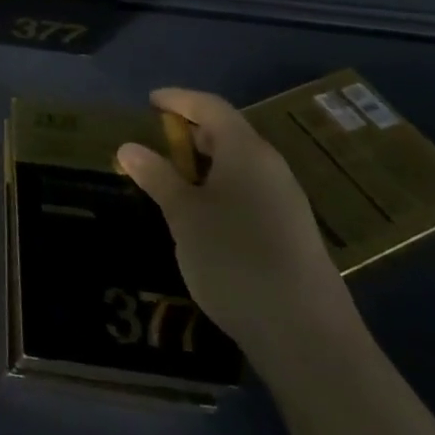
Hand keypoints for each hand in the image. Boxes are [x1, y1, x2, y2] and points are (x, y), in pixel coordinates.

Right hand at [116, 87, 357, 368]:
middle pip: (229, 134)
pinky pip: (249, 192)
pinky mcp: (290, 233)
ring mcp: (286, 202)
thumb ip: (156, 176)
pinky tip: (201, 215)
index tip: (150, 101)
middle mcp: (271, 168)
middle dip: (191, 132)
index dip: (179, 99)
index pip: (211, 107)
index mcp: (247, 152)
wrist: (305, 335)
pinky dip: (220, 189)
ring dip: (204, 164)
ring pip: (239, 166)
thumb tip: (128, 147)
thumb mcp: (183, 214)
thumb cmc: (234, 258)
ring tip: (171, 178)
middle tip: (155, 141)